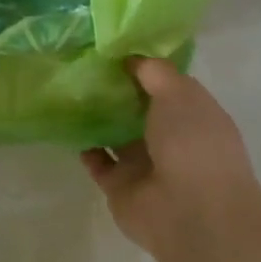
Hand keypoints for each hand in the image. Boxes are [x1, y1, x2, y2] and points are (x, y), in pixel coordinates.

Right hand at [80, 58, 260, 253]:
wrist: (191, 213)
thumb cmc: (193, 144)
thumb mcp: (179, 93)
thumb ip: (154, 72)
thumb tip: (132, 58)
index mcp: (193, 115)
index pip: (166, 85)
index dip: (143, 67)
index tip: (112, 48)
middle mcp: (171, 139)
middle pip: (138, 109)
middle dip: (116, 90)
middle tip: (83, 63)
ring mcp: (145, 164)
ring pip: (117, 134)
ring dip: (98, 116)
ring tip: (70, 89)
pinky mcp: (120, 187)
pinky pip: (98, 161)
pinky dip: (85, 145)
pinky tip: (67, 123)